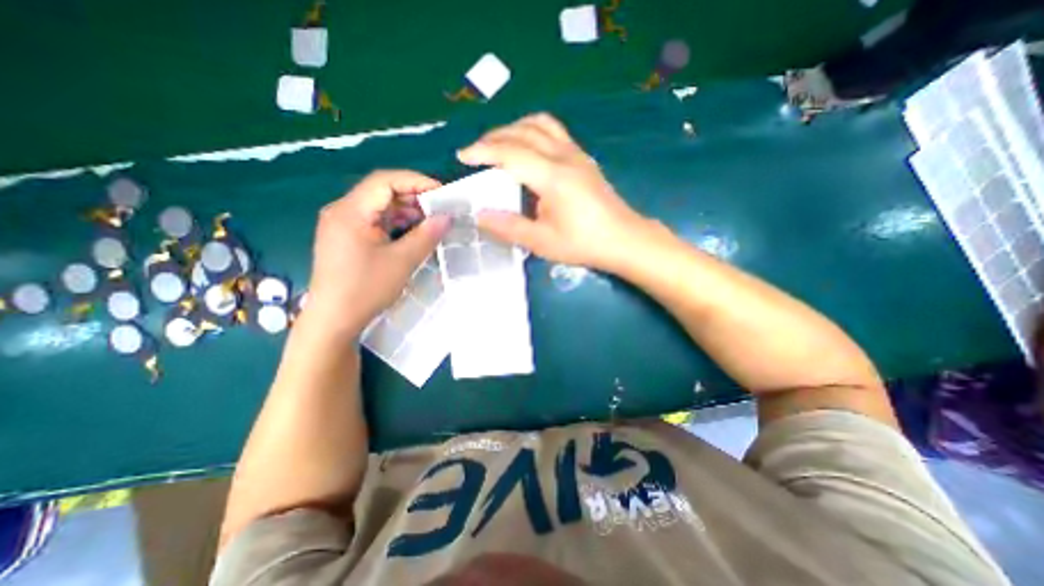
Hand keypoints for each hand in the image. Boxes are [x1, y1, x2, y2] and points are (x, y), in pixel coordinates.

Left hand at [303, 168, 448, 333]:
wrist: (334, 320)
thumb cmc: (366, 289)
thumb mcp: (402, 261)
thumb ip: (426, 235)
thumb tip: (447, 217)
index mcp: (351, 211)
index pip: (384, 181)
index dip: (416, 182)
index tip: (442, 193)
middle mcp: (343, 211)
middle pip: (381, 191)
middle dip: (413, 197)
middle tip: (440, 208)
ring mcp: (343, 224)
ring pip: (379, 206)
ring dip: (406, 211)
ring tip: (431, 221)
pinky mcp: (347, 238)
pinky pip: (375, 221)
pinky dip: (396, 223)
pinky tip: (413, 232)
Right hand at [458, 112, 645, 269]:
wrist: (623, 239)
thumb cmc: (584, 243)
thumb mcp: (542, 242)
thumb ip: (509, 227)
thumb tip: (480, 216)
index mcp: (552, 177)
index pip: (510, 152)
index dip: (483, 151)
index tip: (462, 156)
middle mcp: (564, 156)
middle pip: (523, 131)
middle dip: (493, 137)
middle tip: (476, 153)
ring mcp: (576, 154)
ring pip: (540, 124)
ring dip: (514, 128)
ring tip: (498, 145)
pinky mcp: (583, 158)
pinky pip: (554, 131)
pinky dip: (532, 130)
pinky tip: (527, 147)